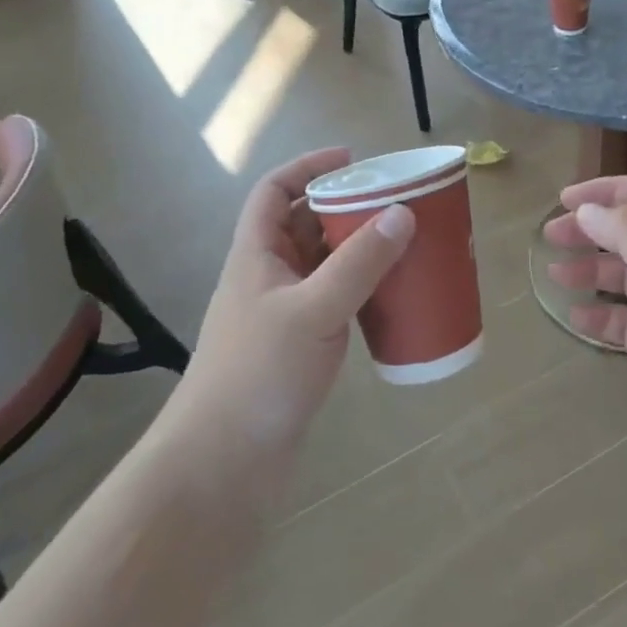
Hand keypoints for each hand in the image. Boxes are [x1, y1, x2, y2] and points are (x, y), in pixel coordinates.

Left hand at [174, 149, 414, 465]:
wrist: (223, 465)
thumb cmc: (259, 375)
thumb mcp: (313, 310)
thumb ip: (359, 263)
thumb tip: (403, 213)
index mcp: (256, 256)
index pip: (274, 192)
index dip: (308, 167)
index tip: (353, 160)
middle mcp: (268, 278)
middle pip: (304, 224)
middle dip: (346, 207)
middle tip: (395, 203)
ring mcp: (283, 315)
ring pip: (323, 264)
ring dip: (358, 250)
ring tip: (403, 243)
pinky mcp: (300, 348)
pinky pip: (335, 301)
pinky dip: (362, 291)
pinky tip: (392, 298)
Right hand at [545, 176, 626, 482]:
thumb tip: (588, 210)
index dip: (609, 191)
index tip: (566, 199)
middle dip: (592, 230)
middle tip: (551, 236)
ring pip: (625, 276)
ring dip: (591, 270)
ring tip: (554, 273)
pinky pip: (624, 321)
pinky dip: (600, 314)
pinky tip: (577, 316)